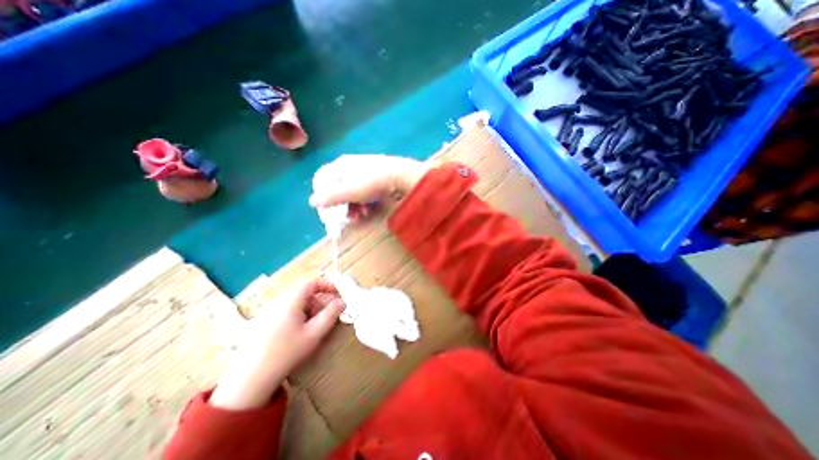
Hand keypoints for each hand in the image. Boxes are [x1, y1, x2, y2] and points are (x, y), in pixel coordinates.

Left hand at [209, 278, 342, 411]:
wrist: (248, 381)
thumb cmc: (286, 353)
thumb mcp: (314, 334)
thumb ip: (331, 315)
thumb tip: (342, 301)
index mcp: (290, 301)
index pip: (311, 282)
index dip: (326, 285)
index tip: (337, 295)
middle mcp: (277, 302)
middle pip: (303, 293)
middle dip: (320, 301)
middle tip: (329, 315)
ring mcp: (266, 312)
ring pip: (294, 303)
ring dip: (309, 309)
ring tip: (315, 327)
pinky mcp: (260, 323)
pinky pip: (284, 311)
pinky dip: (297, 315)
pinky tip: (297, 334)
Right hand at [310, 154, 428, 220]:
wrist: (403, 177)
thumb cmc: (373, 182)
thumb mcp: (350, 191)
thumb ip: (331, 197)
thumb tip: (312, 201)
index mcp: (342, 165)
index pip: (323, 178)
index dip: (323, 195)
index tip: (328, 210)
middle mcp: (352, 167)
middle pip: (339, 189)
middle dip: (343, 206)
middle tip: (349, 218)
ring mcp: (366, 174)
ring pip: (353, 194)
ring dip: (354, 208)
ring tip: (362, 216)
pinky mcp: (377, 181)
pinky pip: (365, 195)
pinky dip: (365, 204)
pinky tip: (370, 212)